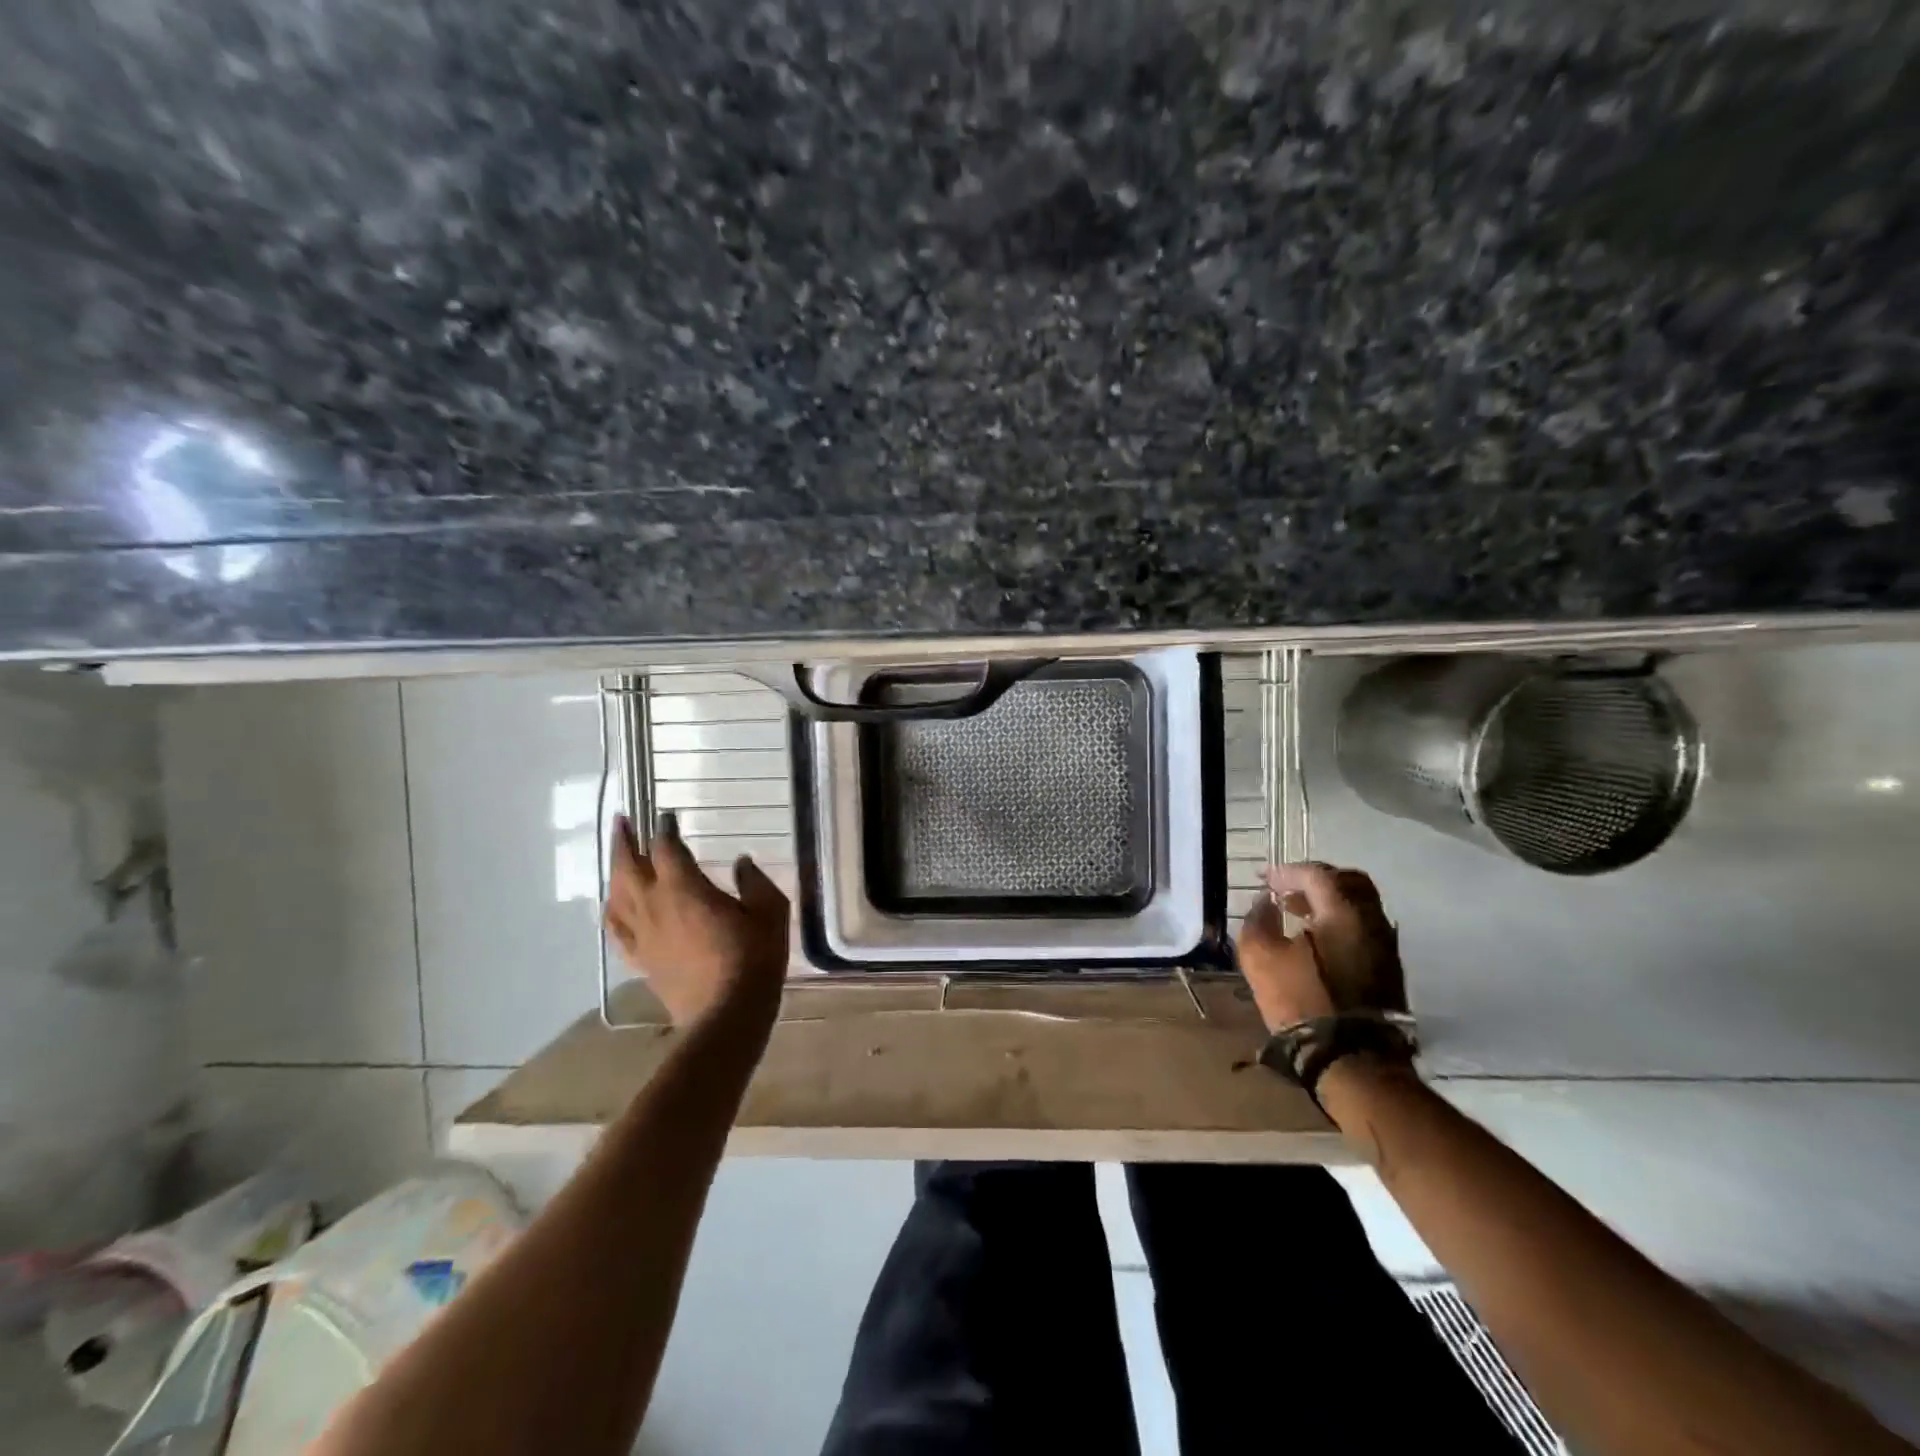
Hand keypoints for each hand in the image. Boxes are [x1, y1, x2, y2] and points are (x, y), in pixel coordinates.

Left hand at [604, 812, 789, 1028]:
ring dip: (615, 870)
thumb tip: (742, 862)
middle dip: (625, 841)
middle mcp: (654, 904)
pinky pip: (616, 929)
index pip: (666, 847)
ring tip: (618, 857)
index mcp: (684, 887)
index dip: (664, 828)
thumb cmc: (753, 957)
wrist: (727, 1013)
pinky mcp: (640, 959)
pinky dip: (611, 911)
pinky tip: (611, 905)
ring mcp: (642, 934)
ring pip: (616, 895)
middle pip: (628, 865)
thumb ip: (754, 881)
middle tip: (623, 821)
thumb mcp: (769, 911)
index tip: (667, 816)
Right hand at [1236, 862, 1406, 1032]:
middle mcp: (1372, 921)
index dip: (1287, 872)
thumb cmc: (1304, 1000)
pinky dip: (1340, 925)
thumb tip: (1265, 903)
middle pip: (1349, 882)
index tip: (1265, 881)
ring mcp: (1386, 947)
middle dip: (1316, 880)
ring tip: (1298, 916)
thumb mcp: (1261, 957)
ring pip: (1360, 907)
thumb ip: (1258, 921)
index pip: (1316, 874)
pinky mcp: (1389, 972)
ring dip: (1329, 904)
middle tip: (1289, 890)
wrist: (1354, 1059)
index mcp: (1344, 911)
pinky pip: (1364, 931)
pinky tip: (1317, 943)